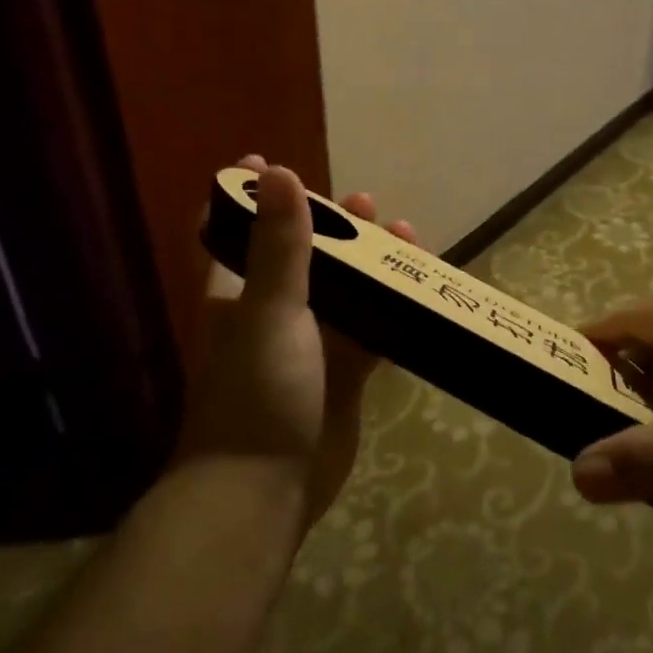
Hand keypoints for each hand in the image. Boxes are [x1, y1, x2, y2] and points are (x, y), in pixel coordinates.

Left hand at [176, 156, 416, 528]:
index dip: (246, 196)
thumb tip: (277, 172)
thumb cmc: (257, 391)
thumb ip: (279, 245)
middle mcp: (271, 312)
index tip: (267, 162)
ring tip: (404, 234)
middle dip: (329, 225)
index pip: (232, 231)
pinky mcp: (343, 375)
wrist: (265, 490)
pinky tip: (419, 289)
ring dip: (370, 263)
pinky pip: (371, 331)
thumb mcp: (269, 310)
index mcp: (237, 293)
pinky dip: (392, 309)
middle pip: (301, 254)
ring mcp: (310, 344)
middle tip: (363, 204)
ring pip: (344, 290)